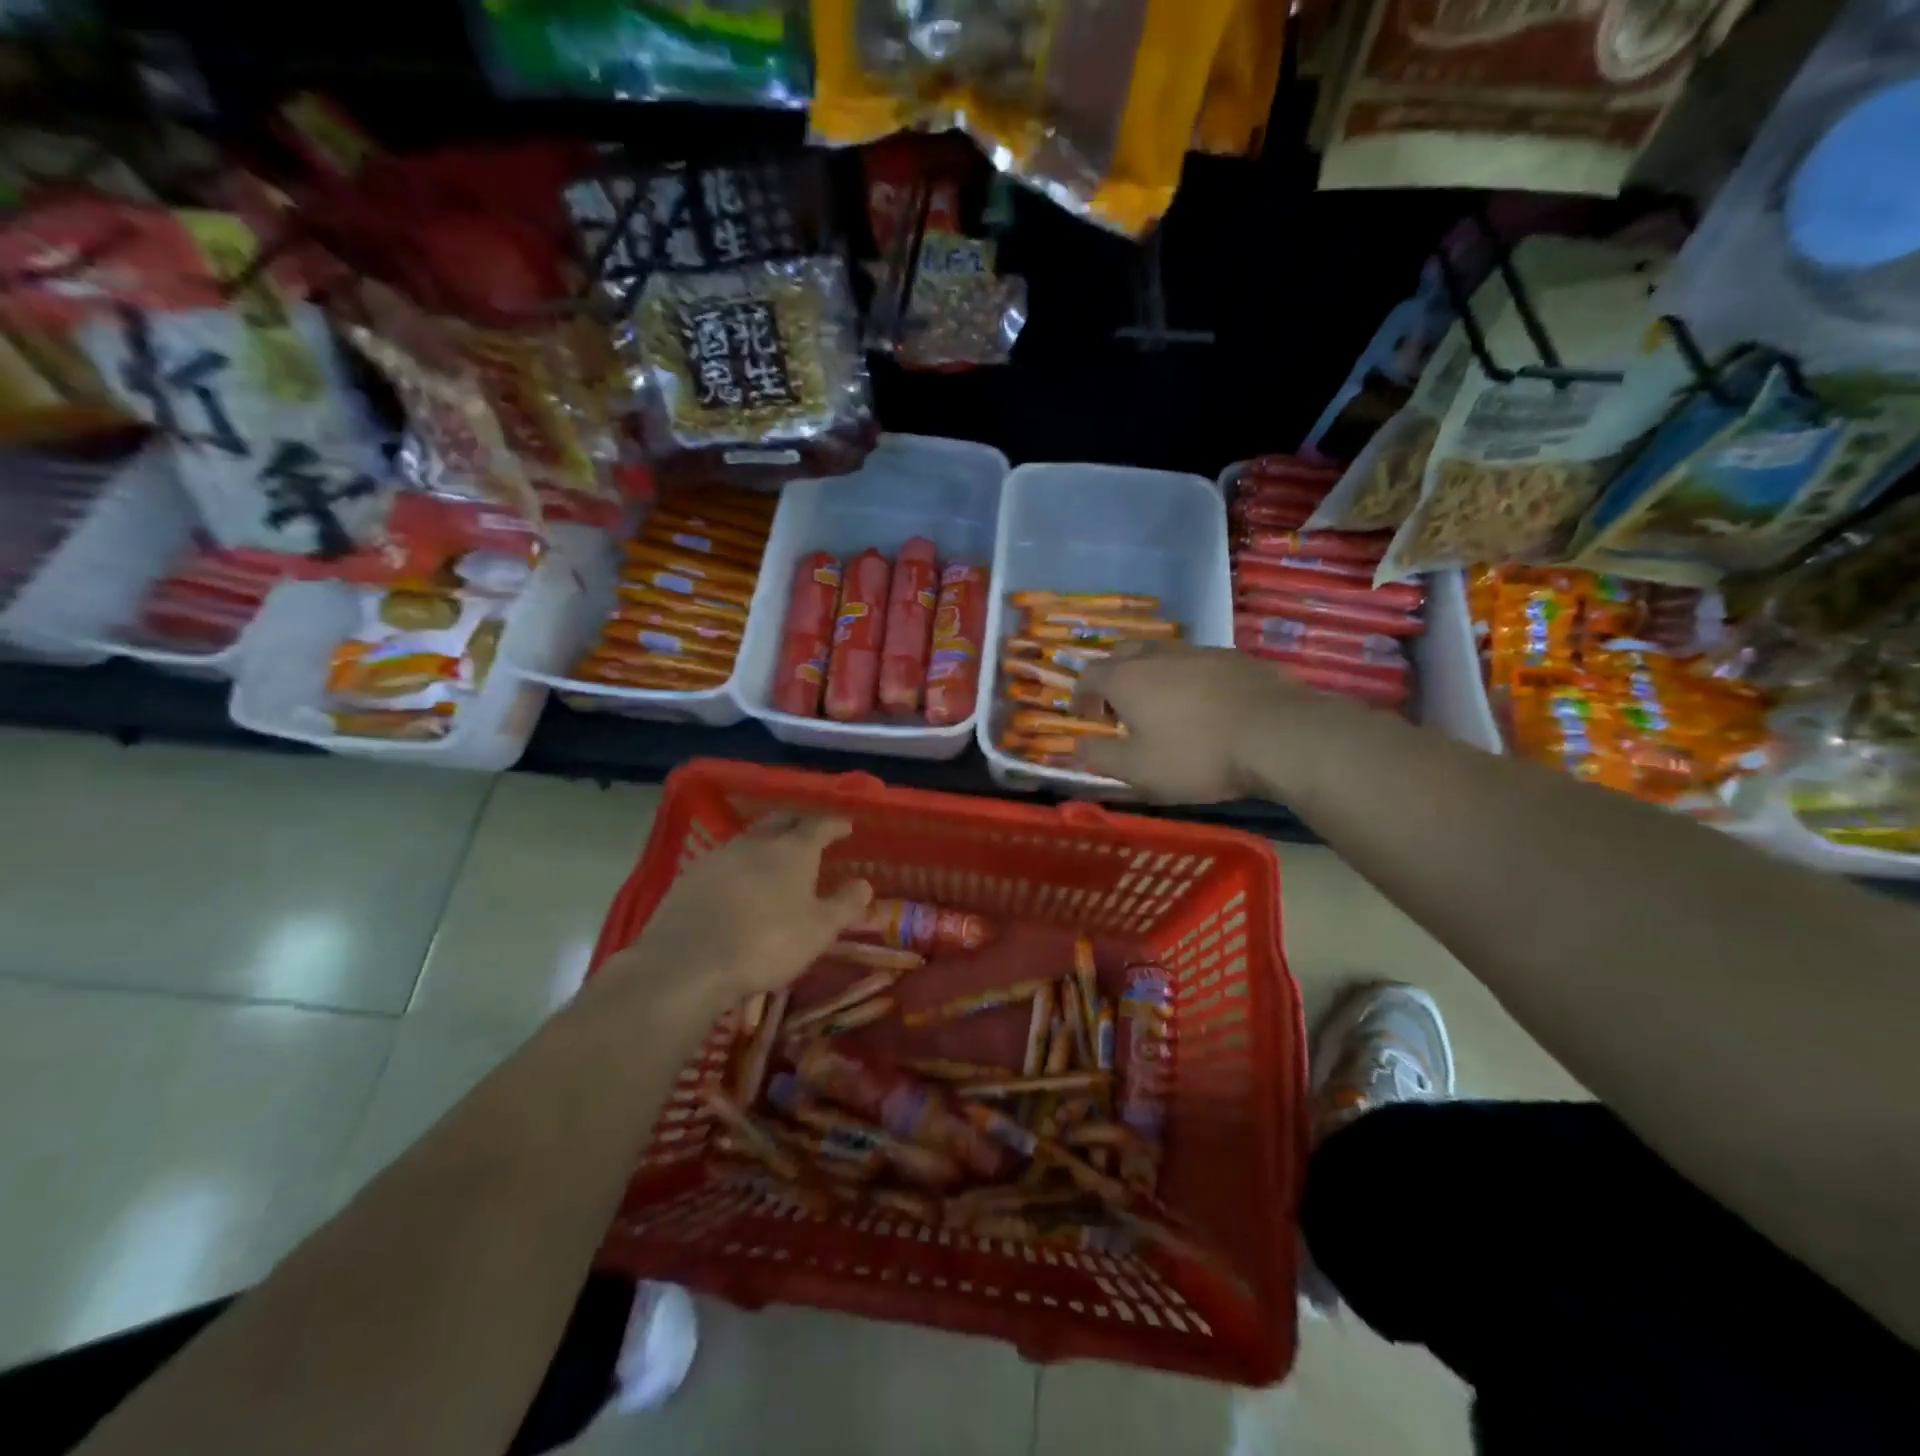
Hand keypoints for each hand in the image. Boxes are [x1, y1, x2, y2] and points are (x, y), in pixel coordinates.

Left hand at [590, 816, 871, 1023]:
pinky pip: (725, 858)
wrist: (688, 964)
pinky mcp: (691, 875)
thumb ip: (845, 904)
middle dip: (800, 821)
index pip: (820, 823)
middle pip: (782, 819)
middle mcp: (757, 842)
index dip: (835, 822)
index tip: (846, 825)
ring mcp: (720, 855)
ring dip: (768, 840)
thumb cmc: (766, 944)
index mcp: (793, 850)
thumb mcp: (819, 931)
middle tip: (811, 831)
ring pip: (751, 837)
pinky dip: (741, 862)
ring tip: (777, 854)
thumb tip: (864, 883)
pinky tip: (740, 879)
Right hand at [1072, 642, 1326, 802]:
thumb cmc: (1196, 755)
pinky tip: (1203, 705)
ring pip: (1163, 654)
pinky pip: (1198, 663)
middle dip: (1113, 677)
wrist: (1277, 734)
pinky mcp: (1236, 658)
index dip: (1081, 695)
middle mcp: (1159, 654)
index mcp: (1127, 678)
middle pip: (1123, 654)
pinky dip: (1188, 679)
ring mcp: (1200, 651)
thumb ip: (1100, 757)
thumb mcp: (1138, 770)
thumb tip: (1076, 747)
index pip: (1089, 675)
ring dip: (1151, 676)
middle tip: (1119, 708)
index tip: (1084, 717)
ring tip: (1161, 707)